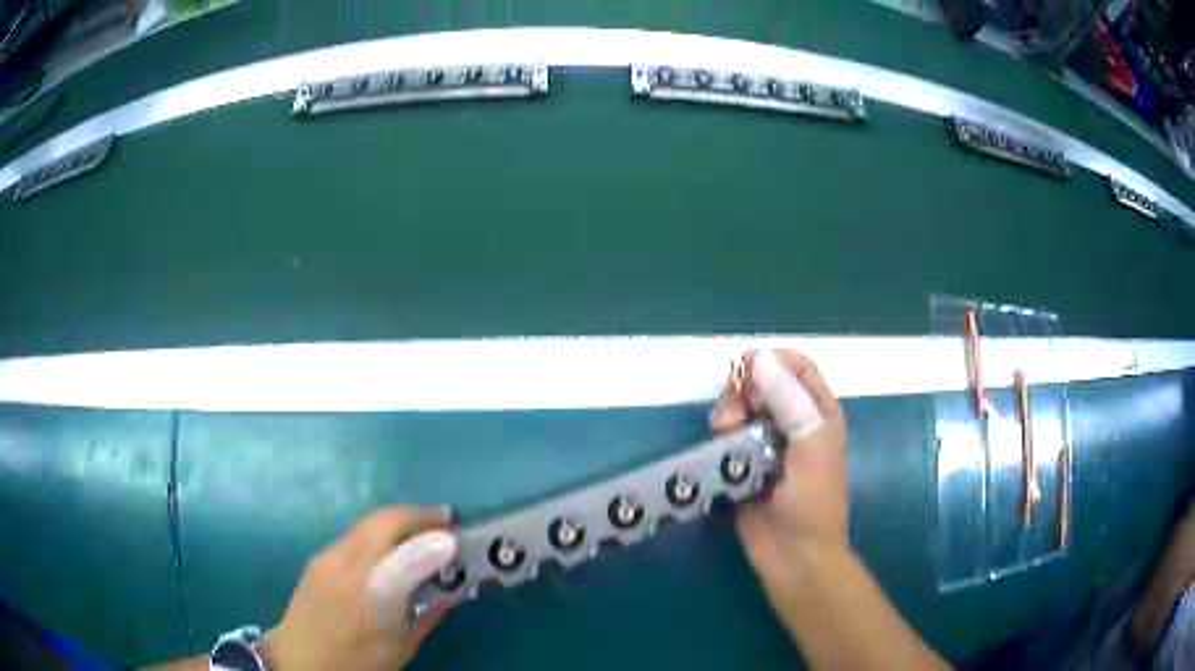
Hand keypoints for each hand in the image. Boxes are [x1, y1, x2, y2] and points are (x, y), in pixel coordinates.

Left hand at [264, 506, 458, 670]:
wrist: (299, 659)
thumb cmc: (356, 661)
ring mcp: (328, 557)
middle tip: (446, 521)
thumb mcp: (401, 646)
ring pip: (368, 522)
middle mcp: (346, 567)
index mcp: (370, 599)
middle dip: (419, 515)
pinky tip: (391, 547)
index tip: (459, 536)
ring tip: (423, 529)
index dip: (433, 539)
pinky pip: (355, 533)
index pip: (404, 557)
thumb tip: (455, 588)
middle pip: (383, 522)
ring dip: (399, 519)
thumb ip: (428, 613)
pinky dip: (380, 531)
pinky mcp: (319, 556)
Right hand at [710, 350, 849, 596]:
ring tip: (721, 432)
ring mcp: (768, 445)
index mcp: (819, 413)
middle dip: (743, 390)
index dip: (771, 362)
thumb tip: (759, 358)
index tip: (744, 374)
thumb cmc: (812, 501)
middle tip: (731, 415)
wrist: (794, 557)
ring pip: (743, 409)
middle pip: (764, 384)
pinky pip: (728, 438)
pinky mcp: (745, 465)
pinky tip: (717, 448)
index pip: (796, 367)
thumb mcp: (811, 446)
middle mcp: (794, 423)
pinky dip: (720, 436)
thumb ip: (789, 401)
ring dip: (728, 413)